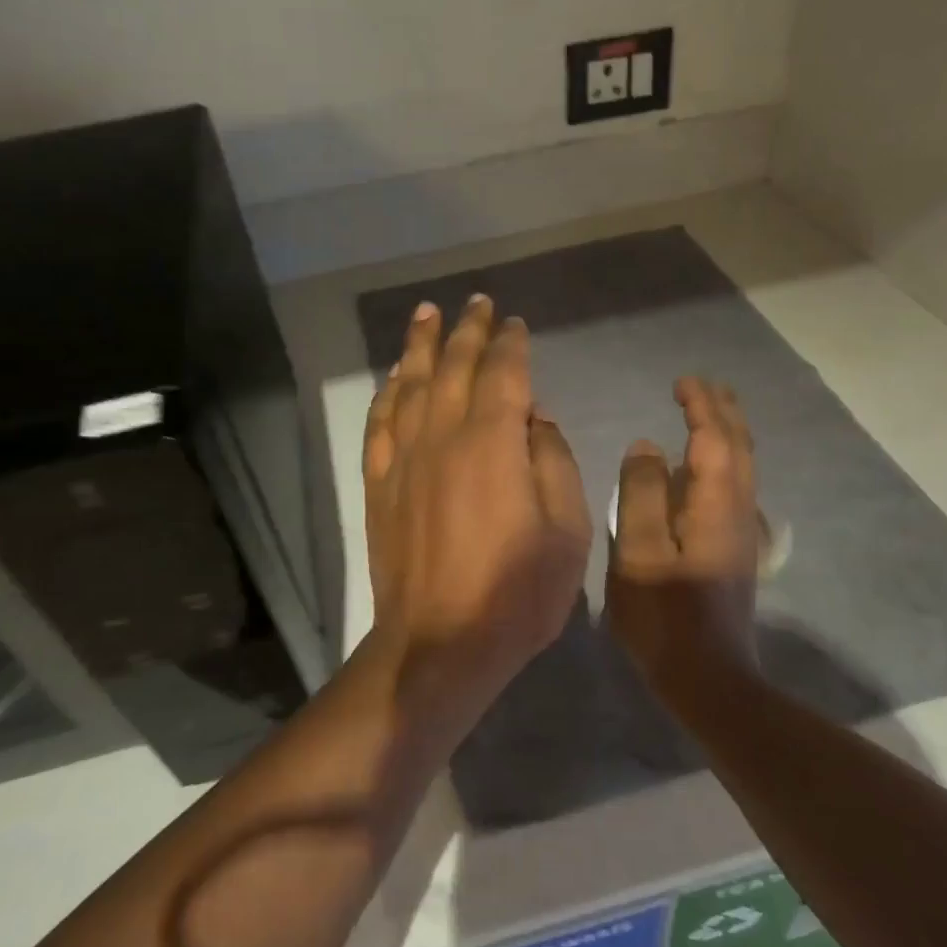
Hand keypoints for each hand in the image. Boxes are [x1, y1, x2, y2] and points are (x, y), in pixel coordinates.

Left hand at [363, 295, 591, 689]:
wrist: (440, 644)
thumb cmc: (517, 592)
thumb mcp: (567, 529)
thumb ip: (552, 461)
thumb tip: (534, 417)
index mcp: (493, 441)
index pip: (502, 372)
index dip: (510, 343)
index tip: (514, 323)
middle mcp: (443, 435)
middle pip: (453, 366)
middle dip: (467, 330)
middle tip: (474, 302)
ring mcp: (404, 458)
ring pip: (411, 384)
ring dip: (420, 346)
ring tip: (426, 315)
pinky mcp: (380, 484)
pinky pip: (381, 423)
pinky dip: (388, 393)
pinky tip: (394, 378)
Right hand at [607, 377, 761, 689]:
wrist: (708, 679)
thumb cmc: (665, 616)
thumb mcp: (640, 553)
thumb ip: (641, 494)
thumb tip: (646, 446)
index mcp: (715, 505)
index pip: (713, 439)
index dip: (700, 406)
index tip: (681, 382)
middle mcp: (737, 511)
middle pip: (738, 447)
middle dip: (722, 411)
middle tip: (701, 386)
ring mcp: (740, 532)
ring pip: (741, 467)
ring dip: (726, 433)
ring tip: (706, 413)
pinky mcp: (734, 550)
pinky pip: (733, 487)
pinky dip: (722, 461)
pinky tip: (702, 470)